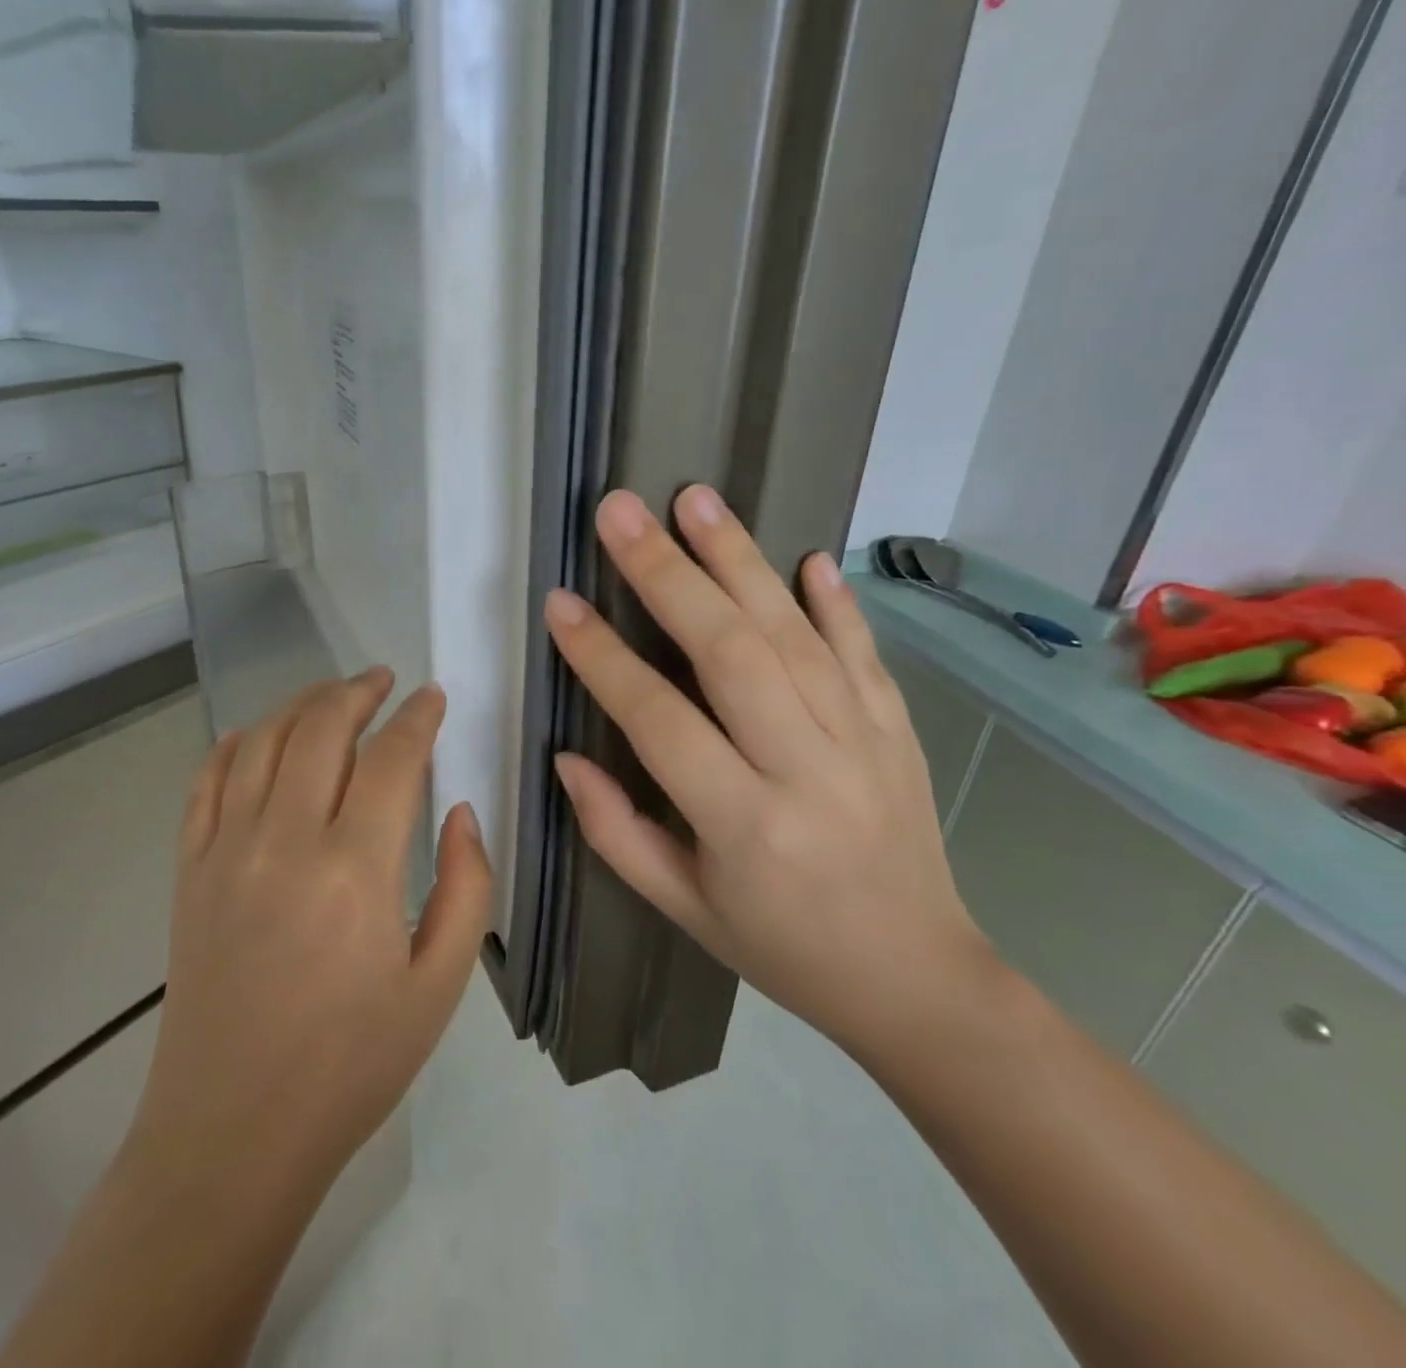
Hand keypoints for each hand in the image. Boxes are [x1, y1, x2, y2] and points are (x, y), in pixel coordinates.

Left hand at [134, 671, 493, 1185]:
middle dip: (357, 691)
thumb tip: (460, 811)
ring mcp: (226, 851)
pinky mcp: (189, 870)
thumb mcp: (439, 987)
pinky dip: (235, 744)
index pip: (392, 759)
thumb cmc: (351, 1065)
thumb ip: (466, 888)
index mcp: (355, 872)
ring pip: (262, 742)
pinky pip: (207, 782)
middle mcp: (285, 843)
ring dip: (301, 705)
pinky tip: (257, 735)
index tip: (432, 697)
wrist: (232, 1131)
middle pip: (321, 729)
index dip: (417, 718)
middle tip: (383, 680)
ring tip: (332, 696)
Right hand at [543, 486, 990, 1057]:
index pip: (658, 720)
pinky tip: (805, 556)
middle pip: (730, 653)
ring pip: (794, 634)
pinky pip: (863, 652)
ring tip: (695, 500)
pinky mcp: (898, 731)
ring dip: (740, 560)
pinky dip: (834, 601)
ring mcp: (863, 742)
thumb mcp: (682, 907)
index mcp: (743, 824)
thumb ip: (616, 832)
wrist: (918, 980)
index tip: (561, 604)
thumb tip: (567, 758)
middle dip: (667, 574)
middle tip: (621, 513)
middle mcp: (805, 770)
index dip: (602, 658)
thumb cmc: (782, 948)